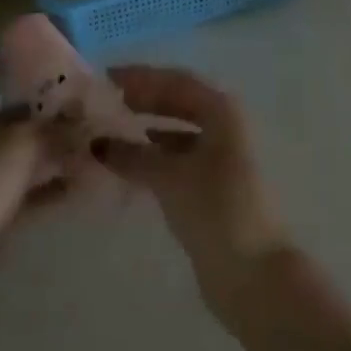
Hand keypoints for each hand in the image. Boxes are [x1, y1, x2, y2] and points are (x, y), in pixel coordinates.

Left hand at [0, 35, 69, 289]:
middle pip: (5, 110)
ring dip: (52, 143)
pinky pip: (32, 189)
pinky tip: (86, 179)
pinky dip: (55, 183)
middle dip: (35, 98)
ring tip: (91, 129)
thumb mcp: (21, 147)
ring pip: (23, 150)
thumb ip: (56, 132)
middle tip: (73, 81)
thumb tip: (89, 121)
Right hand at [98, 66, 291, 322]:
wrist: (254, 273)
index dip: (141, 77)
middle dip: (143, 99)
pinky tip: (131, 163)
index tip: (106, 77)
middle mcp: (224, 126)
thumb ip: (133, 156)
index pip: (175, 81)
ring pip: (178, 131)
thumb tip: (97, 143)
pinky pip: (178, 157)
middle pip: (178, 102)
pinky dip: (155, 155)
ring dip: (147, 128)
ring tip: (110, 131)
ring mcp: (221, 157)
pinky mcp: (214, 186)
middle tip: (105, 102)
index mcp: (221, 111)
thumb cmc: (216, 209)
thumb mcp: (170, 177)